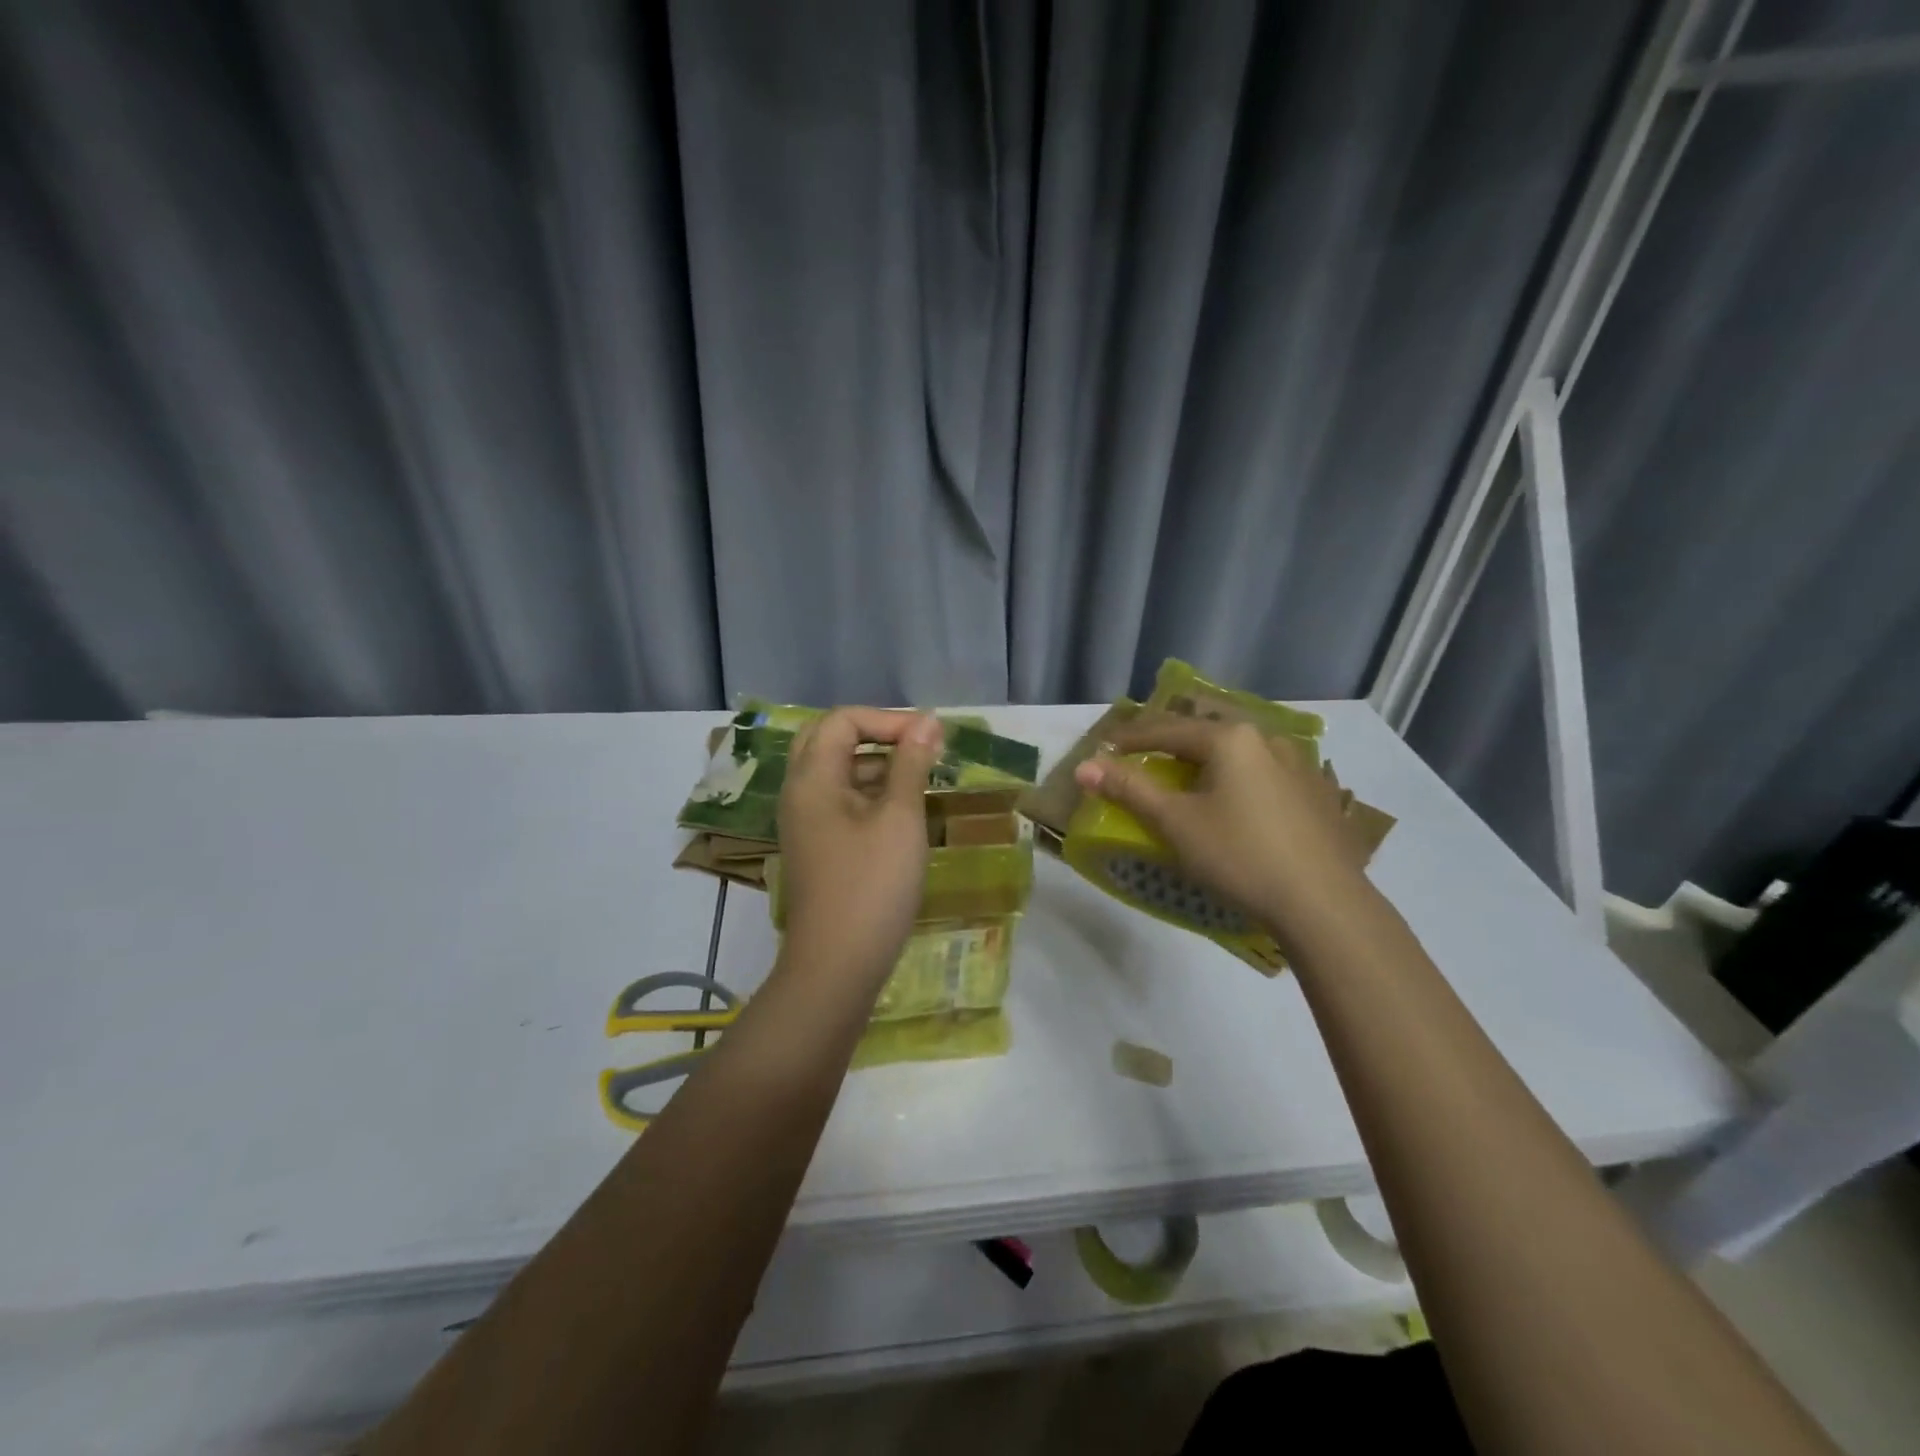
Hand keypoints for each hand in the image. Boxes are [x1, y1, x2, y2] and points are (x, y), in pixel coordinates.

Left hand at [776, 707, 944, 987]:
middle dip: (877, 735)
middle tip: (919, 747)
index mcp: (811, 779)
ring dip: (876, 764)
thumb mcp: (900, 818)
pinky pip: (840, 802)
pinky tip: (904, 811)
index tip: (931, 737)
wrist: (837, 966)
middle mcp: (799, 793)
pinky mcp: (817, 848)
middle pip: (830, 740)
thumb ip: (911, 764)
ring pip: (837, 773)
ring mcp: (805, 823)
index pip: (843, 720)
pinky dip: (870, 794)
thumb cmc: (872, 885)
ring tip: (922, 777)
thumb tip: (927, 722)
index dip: (888, 719)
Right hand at [1072, 713, 1372, 945]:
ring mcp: (1301, 766)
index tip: (1104, 747)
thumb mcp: (1176, 823)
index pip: (1168, 730)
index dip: (1131, 738)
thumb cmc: (1240, 856)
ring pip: (1241, 753)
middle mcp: (1269, 740)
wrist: (1324, 905)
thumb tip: (1084, 767)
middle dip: (1172, 743)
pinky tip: (1241, 800)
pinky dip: (1241, 778)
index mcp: (1231, 739)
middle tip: (1146, 756)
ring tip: (1191, 776)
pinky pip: (1267, 774)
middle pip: (1207, 734)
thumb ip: (1129, 789)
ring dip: (1210, 759)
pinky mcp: (1319, 795)